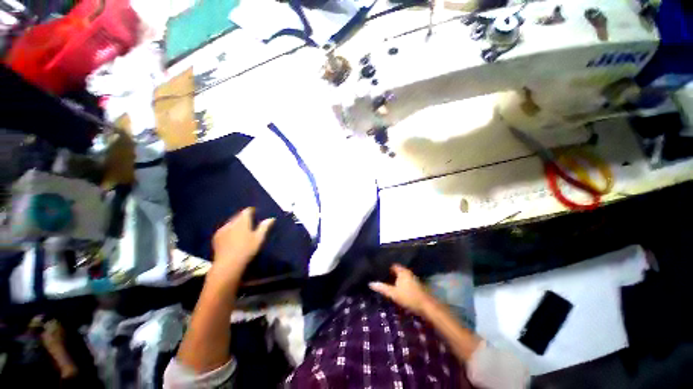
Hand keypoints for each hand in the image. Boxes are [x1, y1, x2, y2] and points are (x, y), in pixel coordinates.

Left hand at [208, 208, 274, 284]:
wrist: (228, 264)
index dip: (251, 210)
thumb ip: (264, 227)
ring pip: (231, 222)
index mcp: (242, 221)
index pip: (246, 211)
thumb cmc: (247, 250)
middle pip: (238, 216)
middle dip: (243, 217)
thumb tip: (271, 218)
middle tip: (249, 222)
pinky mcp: (216, 237)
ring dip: (236, 223)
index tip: (255, 212)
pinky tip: (231, 236)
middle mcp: (231, 223)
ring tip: (241, 229)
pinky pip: (224, 229)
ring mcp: (222, 229)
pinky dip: (229, 230)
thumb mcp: (259, 238)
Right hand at [369, 264, 432, 314]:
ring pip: (402, 277)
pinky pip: (406, 282)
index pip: (393, 265)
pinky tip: (397, 290)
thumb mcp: (393, 293)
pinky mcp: (417, 286)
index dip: (386, 268)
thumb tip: (370, 283)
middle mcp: (408, 272)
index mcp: (403, 271)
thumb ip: (382, 288)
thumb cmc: (409, 297)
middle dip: (390, 274)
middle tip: (382, 278)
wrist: (427, 306)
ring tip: (388, 284)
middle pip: (397, 271)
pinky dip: (401, 284)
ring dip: (396, 280)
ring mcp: (413, 279)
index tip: (379, 272)